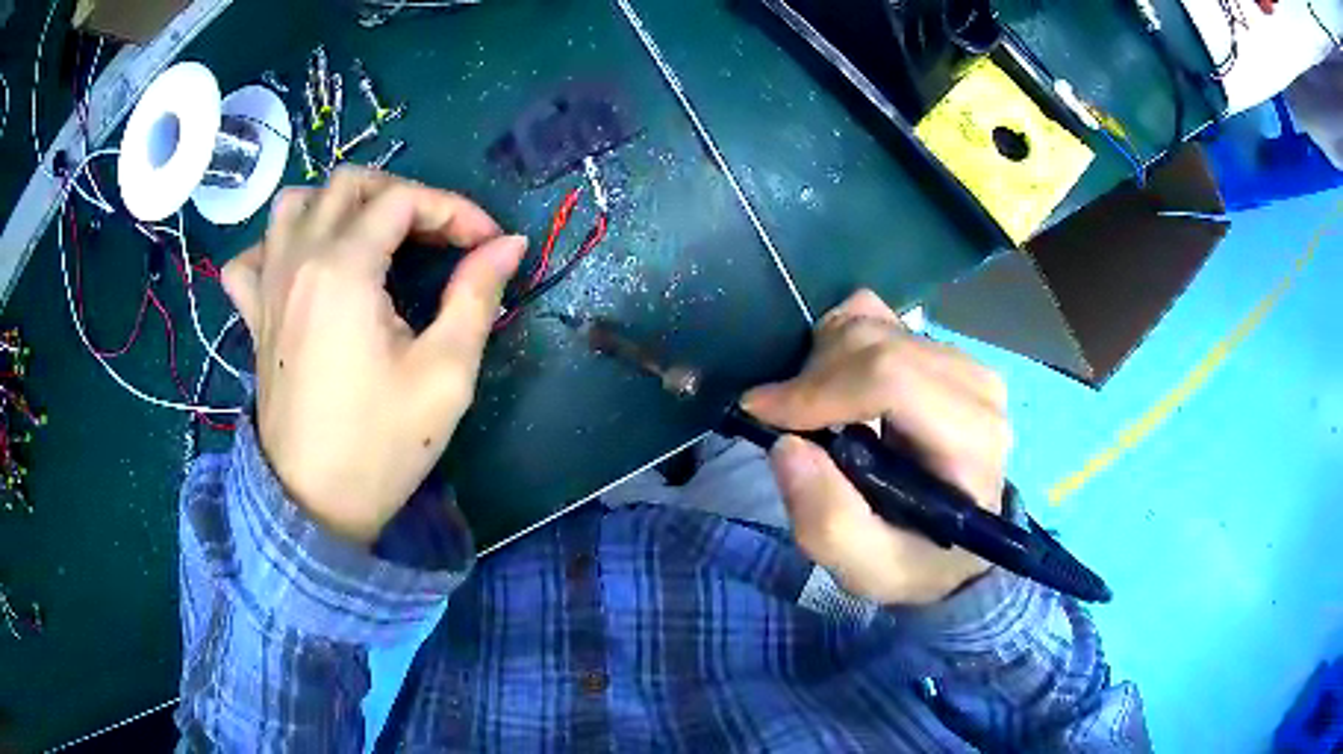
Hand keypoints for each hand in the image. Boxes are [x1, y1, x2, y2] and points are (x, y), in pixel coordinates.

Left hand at [221, 167, 526, 543]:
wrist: (315, 505)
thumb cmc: (382, 445)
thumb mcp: (445, 374)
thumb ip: (477, 296)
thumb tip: (508, 245)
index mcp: (344, 269)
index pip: (404, 201)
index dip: (455, 210)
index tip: (487, 243)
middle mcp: (299, 260)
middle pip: (348, 184)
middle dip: (402, 195)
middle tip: (435, 235)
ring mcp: (268, 286)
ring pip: (294, 204)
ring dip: (337, 205)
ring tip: (369, 236)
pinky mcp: (254, 316)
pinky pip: (251, 257)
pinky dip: (275, 246)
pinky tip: (301, 266)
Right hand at [742, 290, 1011, 604]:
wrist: (955, 542)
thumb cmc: (918, 559)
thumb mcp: (871, 571)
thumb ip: (828, 524)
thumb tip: (786, 445)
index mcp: (971, 442)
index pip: (893, 379)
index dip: (819, 388)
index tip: (762, 414)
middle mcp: (976, 387)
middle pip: (876, 343)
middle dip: (812, 376)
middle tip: (783, 422)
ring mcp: (961, 360)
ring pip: (870, 322)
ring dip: (822, 360)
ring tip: (813, 410)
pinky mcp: (940, 348)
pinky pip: (875, 315)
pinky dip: (839, 342)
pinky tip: (835, 384)